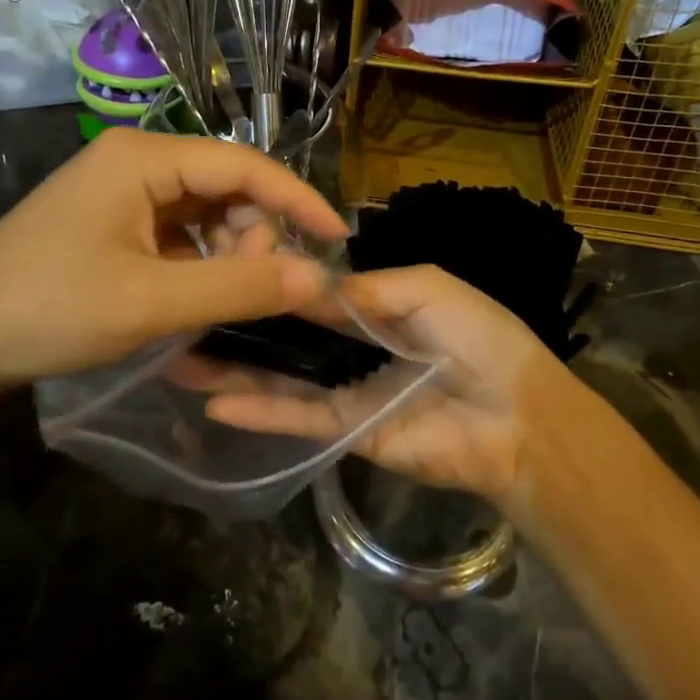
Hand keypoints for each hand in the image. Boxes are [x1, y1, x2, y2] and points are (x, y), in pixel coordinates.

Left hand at [0, 128, 347, 392]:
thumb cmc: (49, 310)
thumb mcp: (150, 301)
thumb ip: (239, 287)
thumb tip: (320, 276)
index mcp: (143, 158)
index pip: (243, 165)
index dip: (296, 199)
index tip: (338, 238)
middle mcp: (134, 161)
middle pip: (225, 188)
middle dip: (252, 237)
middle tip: (255, 294)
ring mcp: (119, 191)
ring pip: (203, 213)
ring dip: (225, 255)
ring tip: (217, 304)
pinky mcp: (110, 222)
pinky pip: (175, 233)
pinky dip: (196, 264)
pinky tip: (190, 300)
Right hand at [204, 265, 580, 508]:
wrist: (519, 417)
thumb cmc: (481, 337)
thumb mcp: (428, 288)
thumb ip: (365, 288)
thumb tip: (305, 286)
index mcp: (375, 308)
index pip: (312, 293)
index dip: (273, 282)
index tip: (225, 268)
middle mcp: (353, 348)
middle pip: (288, 335)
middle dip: (242, 325)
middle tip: (186, 315)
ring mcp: (346, 390)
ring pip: (282, 376)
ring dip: (235, 367)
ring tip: (180, 358)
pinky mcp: (347, 431)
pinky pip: (298, 417)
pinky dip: (259, 409)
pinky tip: (215, 399)